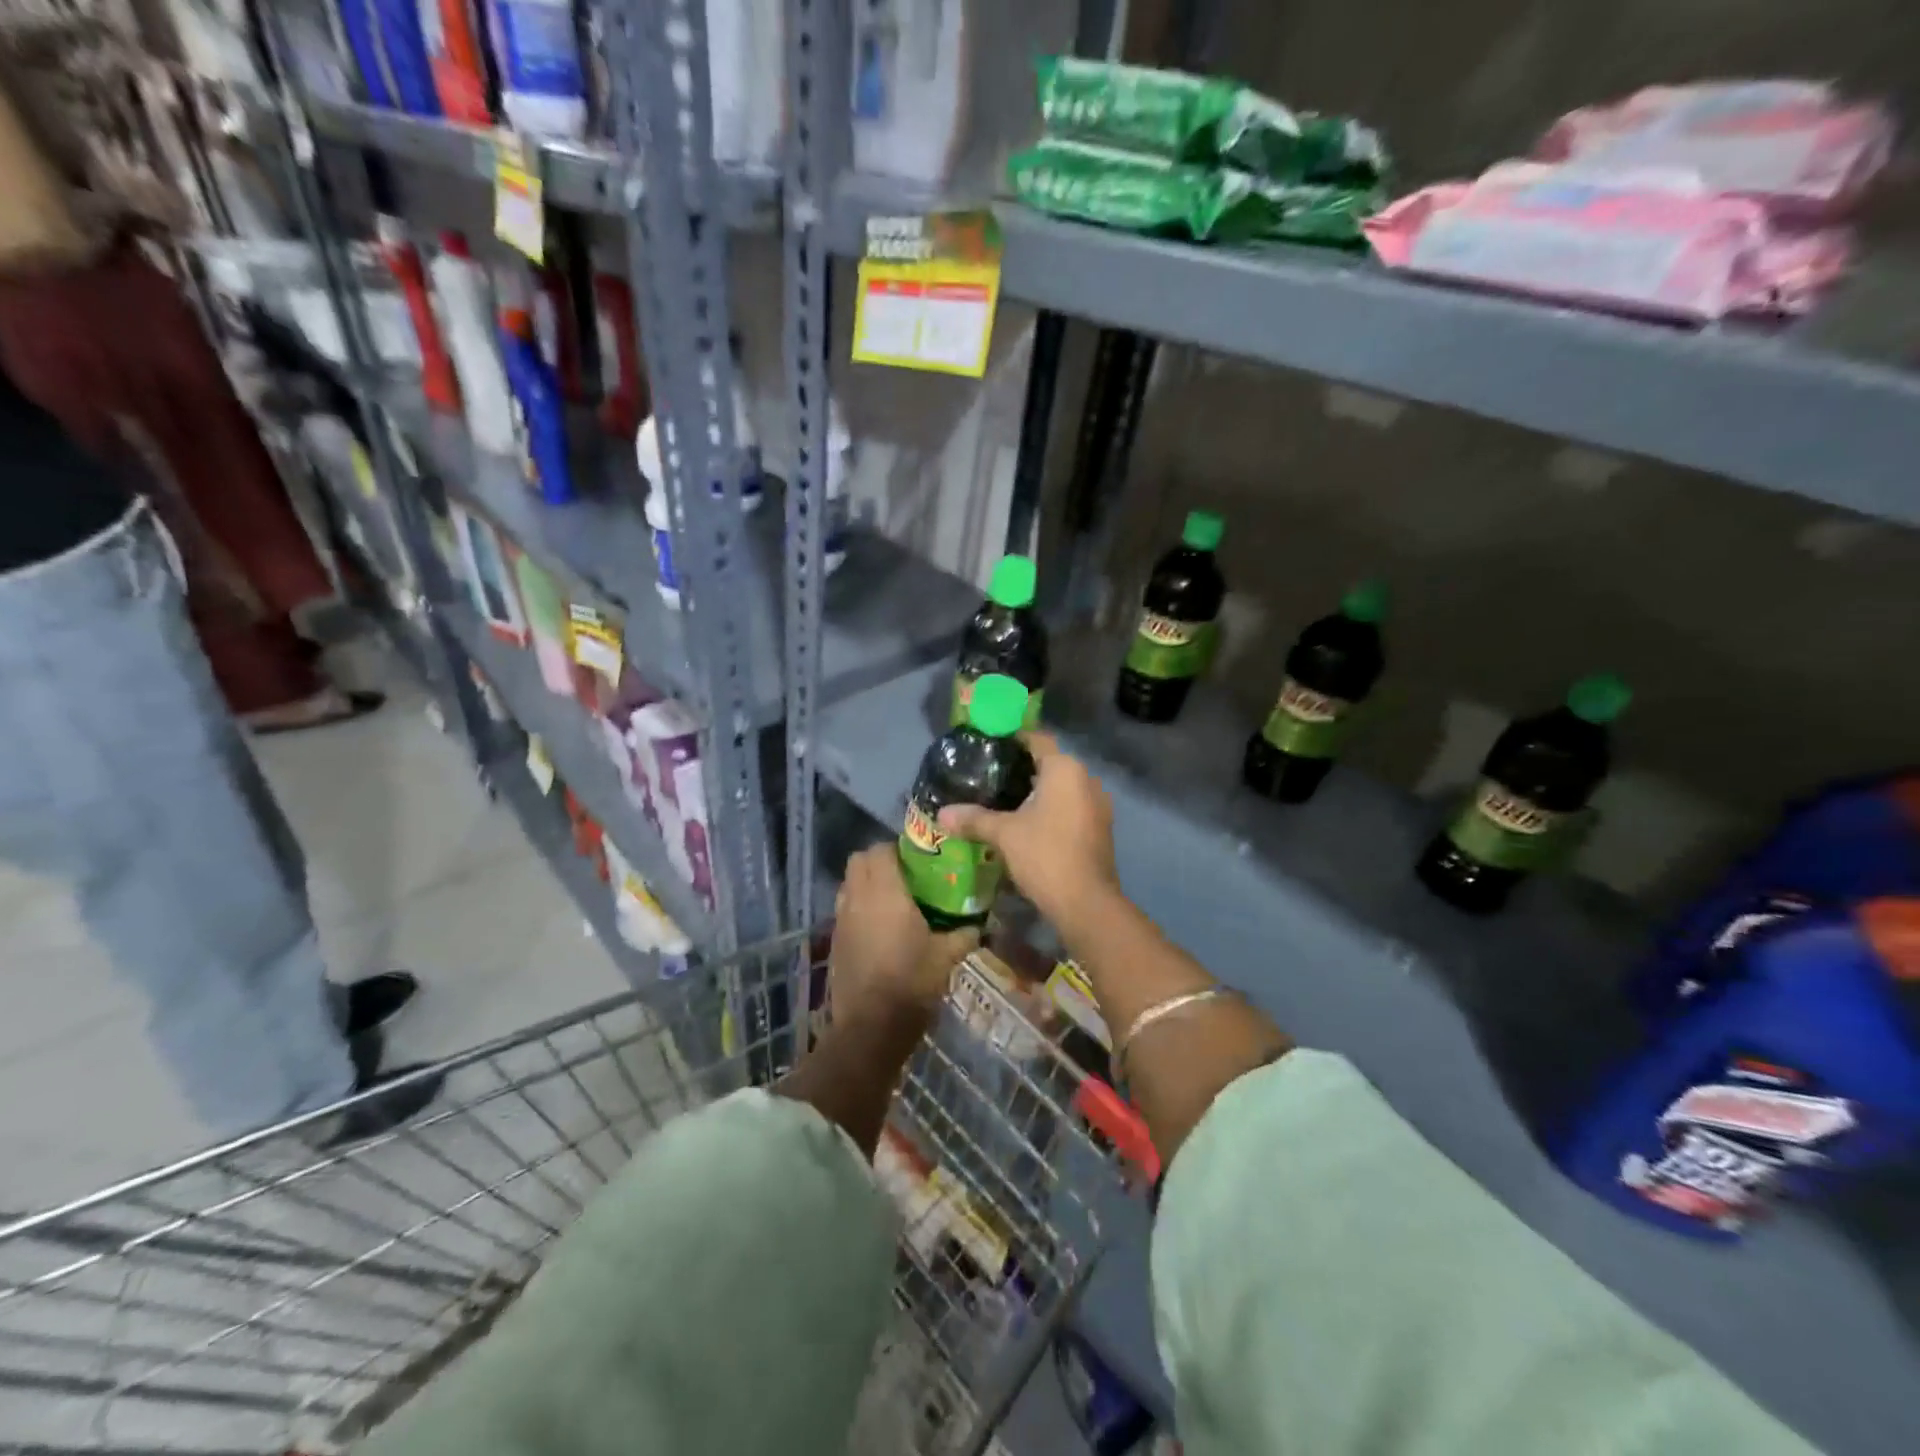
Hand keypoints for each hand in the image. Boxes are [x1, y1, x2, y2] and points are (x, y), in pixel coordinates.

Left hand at [830, 845, 977, 1024]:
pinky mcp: (834, 941)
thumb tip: (980, 923)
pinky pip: (845, 910)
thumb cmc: (911, 981)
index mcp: (885, 892)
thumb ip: (964, 933)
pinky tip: (879, 929)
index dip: (897, 849)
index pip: (880, 849)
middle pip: (858, 860)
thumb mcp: (947, 956)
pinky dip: (858, 908)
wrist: (871, 1026)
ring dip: (865, 883)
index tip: (918, 860)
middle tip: (905, 876)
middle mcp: (857, 898)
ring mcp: (841, 919)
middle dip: (879, 861)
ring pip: (848, 884)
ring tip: (891, 900)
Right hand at [938, 732, 1117, 923]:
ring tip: (1004, 800)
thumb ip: (974, 819)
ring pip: (1062, 788)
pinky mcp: (1100, 828)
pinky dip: (1051, 810)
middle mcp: (1086, 779)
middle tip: (989, 776)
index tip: (988, 746)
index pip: (1037, 738)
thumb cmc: (1044, 855)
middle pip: (1050, 763)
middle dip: (1021, 768)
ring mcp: (1098, 805)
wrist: (1086, 902)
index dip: (1013, 739)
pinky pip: (1072, 807)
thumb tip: (942, 814)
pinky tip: (1028, 824)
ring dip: (1037, 792)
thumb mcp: (1004, 834)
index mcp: (1065, 769)